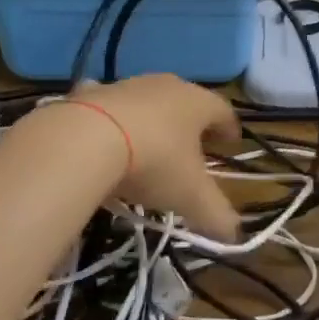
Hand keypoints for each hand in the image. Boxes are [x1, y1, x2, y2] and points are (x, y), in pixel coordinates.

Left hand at [71, 75, 242, 239]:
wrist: (85, 140)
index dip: (230, 129)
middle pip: (187, 101)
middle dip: (192, 124)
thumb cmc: (154, 162)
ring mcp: (127, 85)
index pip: (224, 111)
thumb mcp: (191, 196)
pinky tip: (107, 137)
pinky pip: (110, 105)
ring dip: (154, 120)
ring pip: (149, 101)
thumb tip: (233, 234)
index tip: (231, 144)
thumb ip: (216, 215)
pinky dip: (114, 119)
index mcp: (198, 103)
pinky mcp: (92, 92)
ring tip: (151, 146)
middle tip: (194, 147)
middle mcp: (166, 85)